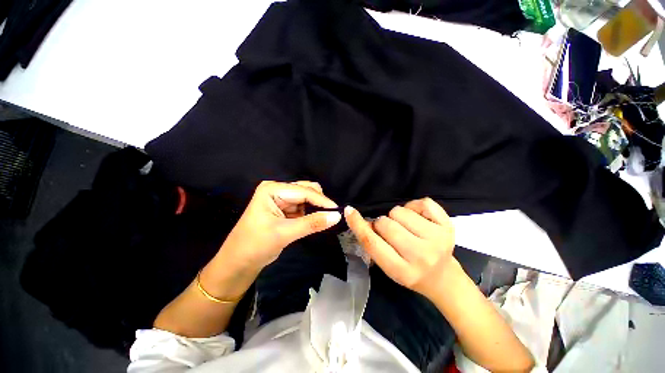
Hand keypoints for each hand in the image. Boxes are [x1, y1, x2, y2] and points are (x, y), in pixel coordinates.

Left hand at [219, 181, 341, 271]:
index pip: (303, 191)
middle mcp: (277, 189)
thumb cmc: (255, 245)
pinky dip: (311, 213)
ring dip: (316, 208)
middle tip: (332, 215)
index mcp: (272, 189)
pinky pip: (303, 207)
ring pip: (306, 198)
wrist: (238, 262)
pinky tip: (315, 220)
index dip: (322, 201)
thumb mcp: (285, 233)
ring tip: (325, 219)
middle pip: (306, 190)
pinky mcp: (285, 208)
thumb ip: (312, 223)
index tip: (338, 210)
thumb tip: (337, 216)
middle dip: (319, 202)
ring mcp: (281, 198)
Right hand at [344, 198, 454, 297]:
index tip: (349, 211)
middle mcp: (421, 256)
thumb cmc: (410, 272)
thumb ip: (372, 244)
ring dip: (396, 216)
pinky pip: (422, 202)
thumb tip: (359, 218)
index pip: (372, 243)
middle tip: (390, 231)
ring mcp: (437, 239)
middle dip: (381, 224)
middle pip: (385, 223)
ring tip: (404, 226)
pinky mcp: (448, 227)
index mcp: (401, 270)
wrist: (443, 278)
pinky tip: (417, 218)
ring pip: (400, 211)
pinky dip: (414, 206)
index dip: (358, 225)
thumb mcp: (387, 266)